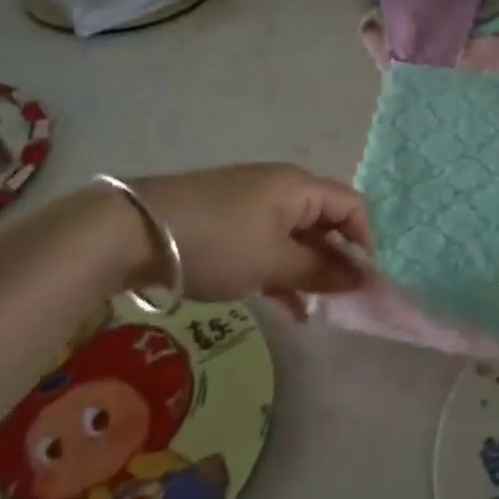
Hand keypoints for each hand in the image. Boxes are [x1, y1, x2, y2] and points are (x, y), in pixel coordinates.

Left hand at [126, 165, 373, 316]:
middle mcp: (281, 188)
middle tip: (337, 302)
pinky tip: (282, 305)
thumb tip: (360, 277)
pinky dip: (280, 269)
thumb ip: (319, 270)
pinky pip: (268, 242)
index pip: (351, 205)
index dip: (364, 241)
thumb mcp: (272, 261)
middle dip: (335, 260)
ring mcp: (252, 203)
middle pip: (325, 220)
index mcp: (299, 187)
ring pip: (295, 236)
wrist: (134, 230)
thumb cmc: (217, 242)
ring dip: (307, 270)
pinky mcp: (228, 220)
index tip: (361, 283)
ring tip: (310, 311)